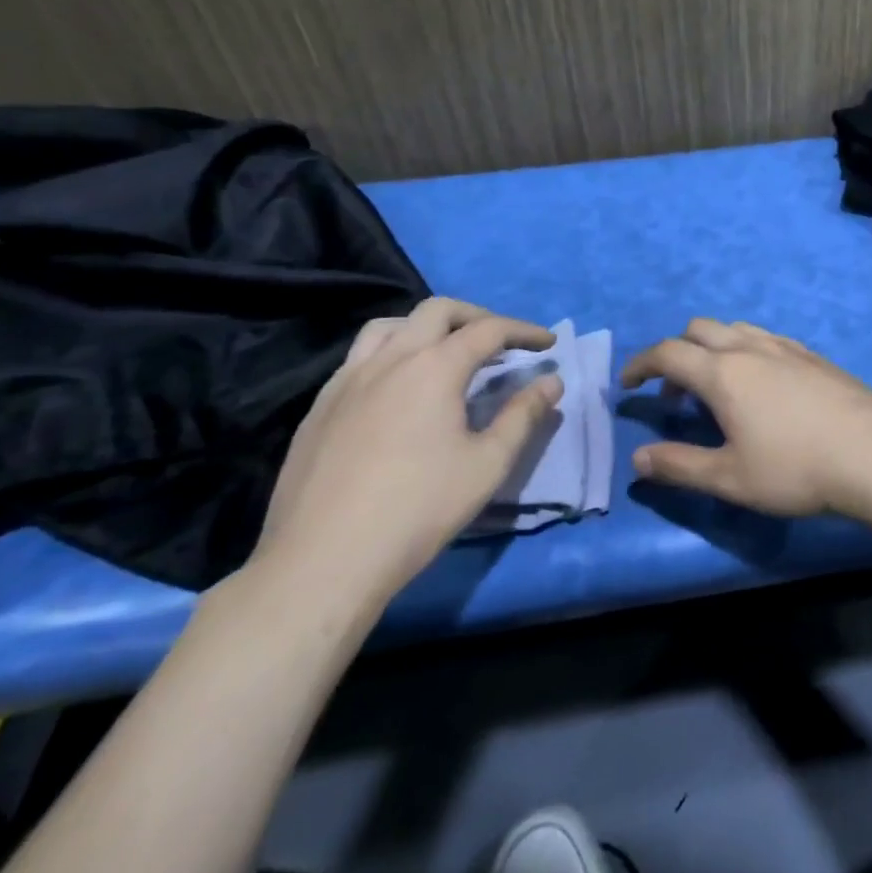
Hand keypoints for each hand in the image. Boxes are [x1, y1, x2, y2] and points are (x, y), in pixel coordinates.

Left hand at [252, 298, 560, 608]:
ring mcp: (347, 380)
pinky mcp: (320, 406)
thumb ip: (524, 416)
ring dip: (427, 327)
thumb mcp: (488, 464)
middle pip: (437, 311)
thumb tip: (551, 381)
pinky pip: (359, 358)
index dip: (523, 331)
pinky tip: (398, 389)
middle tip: (501, 341)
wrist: (323, 561)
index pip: (488, 330)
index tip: (547, 343)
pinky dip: (391, 353)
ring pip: (389, 326)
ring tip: (446, 352)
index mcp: (434, 367)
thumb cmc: (418, 510)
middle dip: (476, 316)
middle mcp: (389, 359)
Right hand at [620, 319, 871, 518]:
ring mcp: (787, 347)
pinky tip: (763, 386)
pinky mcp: (814, 356)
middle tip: (675, 394)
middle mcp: (751, 348)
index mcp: (724, 372)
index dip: (640, 365)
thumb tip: (637, 459)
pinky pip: (767, 339)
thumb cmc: (796, 469)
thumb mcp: (730, 478)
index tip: (627, 385)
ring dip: (713, 348)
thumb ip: (680, 466)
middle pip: (700, 329)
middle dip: (676, 352)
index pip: (668, 353)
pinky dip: (746, 351)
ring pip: (736, 329)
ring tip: (718, 388)